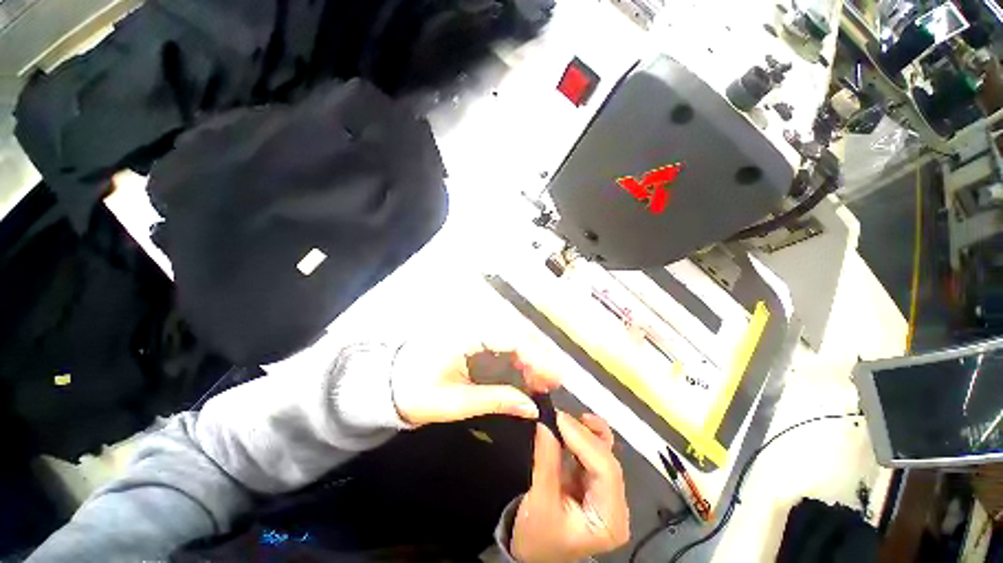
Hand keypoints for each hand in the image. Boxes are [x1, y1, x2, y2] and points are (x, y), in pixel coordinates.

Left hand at [390, 325, 560, 425]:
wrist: (388, 384)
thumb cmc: (417, 394)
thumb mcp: (456, 403)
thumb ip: (496, 401)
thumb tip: (532, 408)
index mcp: (466, 336)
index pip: (510, 337)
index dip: (536, 356)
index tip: (554, 377)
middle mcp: (473, 326)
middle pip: (515, 332)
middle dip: (538, 355)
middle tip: (553, 382)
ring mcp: (473, 330)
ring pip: (512, 336)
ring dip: (531, 357)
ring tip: (544, 381)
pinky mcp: (473, 338)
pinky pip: (503, 343)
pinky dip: (518, 358)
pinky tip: (526, 374)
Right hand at [512, 412, 630, 562]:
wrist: (530, 552)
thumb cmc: (537, 536)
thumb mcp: (539, 501)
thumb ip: (546, 460)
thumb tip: (546, 424)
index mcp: (610, 520)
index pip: (606, 471)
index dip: (585, 440)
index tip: (560, 419)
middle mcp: (615, 504)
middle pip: (607, 459)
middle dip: (583, 434)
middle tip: (558, 416)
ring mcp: (605, 491)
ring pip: (604, 450)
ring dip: (586, 431)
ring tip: (564, 419)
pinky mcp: (593, 481)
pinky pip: (592, 451)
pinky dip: (580, 436)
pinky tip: (569, 427)